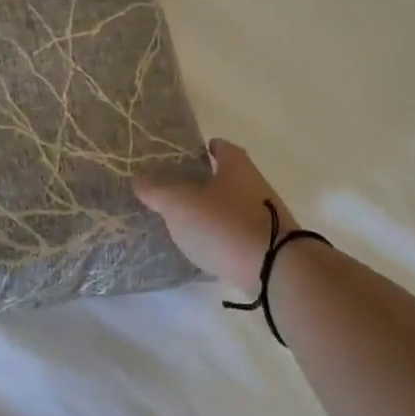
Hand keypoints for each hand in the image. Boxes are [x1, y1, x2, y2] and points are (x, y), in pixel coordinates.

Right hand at [134, 138, 297, 291]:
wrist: (275, 268)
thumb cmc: (224, 224)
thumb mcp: (181, 205)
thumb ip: (158, 192)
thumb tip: (140, 180)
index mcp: (237, 166)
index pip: (221, 147)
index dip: (204, 149)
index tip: (186, 156)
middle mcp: (256, 185)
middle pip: (229, 177)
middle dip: (206, 182)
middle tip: (178, 191)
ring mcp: (266, 216)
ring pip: (235, 206)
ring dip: (215, 212)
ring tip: (187, 223)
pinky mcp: (268, 245)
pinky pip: (240, 234)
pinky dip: (225, 237)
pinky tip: (208, 248)